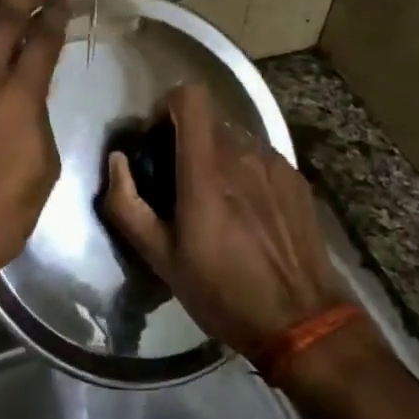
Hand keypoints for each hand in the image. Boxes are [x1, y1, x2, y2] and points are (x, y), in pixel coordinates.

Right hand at [103, 83, 350, 357]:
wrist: (302, 321)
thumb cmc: (222, 292)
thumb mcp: (160, 258)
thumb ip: (127, 204)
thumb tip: (117, 161)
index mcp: (206, 171)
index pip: (190, 98)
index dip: (167, 106)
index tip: (156, 138)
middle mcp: (243, 155)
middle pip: (208, 119)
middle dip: (186, 138)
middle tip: (177, 179)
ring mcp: (275, 164)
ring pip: (235, 136)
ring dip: (215, 154)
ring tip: (213, 199)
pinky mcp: (296, 179)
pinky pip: (259, 156)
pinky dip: (243, 170)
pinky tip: (246, 212)